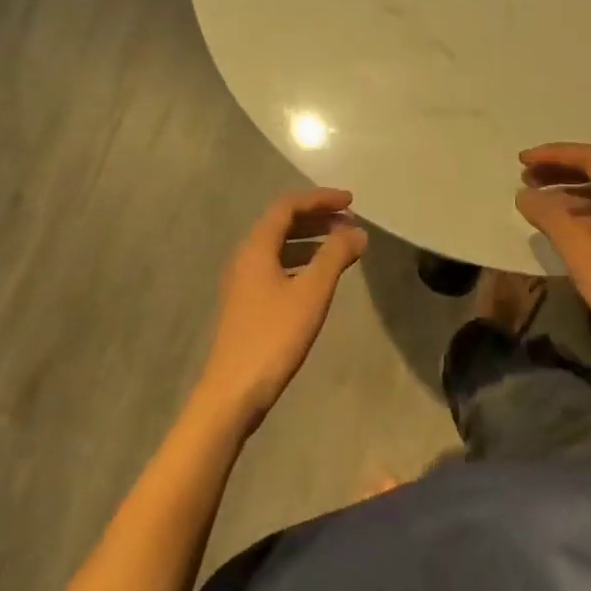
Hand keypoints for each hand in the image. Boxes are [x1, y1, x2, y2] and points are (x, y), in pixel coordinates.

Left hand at [193, 189, 367, 431]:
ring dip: (311, 239)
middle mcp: (245, 256)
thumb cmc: (273, 337)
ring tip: (342, 246)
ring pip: (280, 246)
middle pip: (282, 223)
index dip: (320, 199)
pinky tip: (319, 277)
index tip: (351, 202)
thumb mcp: (312, 293)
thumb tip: (357, 232)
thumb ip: (335, 256)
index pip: (288, 206)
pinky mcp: (247, 303)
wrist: (233, 392)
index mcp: (256, 247)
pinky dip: (301, 261)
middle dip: (317, 217)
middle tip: (350, 222)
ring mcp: (243, 281)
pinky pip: (277, 266)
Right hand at [514, 143, 590, 377]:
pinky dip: (580, 216)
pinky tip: (561, 230)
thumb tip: (525, 195)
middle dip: (558, 172)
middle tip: (524, 178)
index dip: (553, 154)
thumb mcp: (582, 255)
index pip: (590, 158)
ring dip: (567, 195)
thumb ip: (551, 219)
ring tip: (536, 204)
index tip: (521, 160)